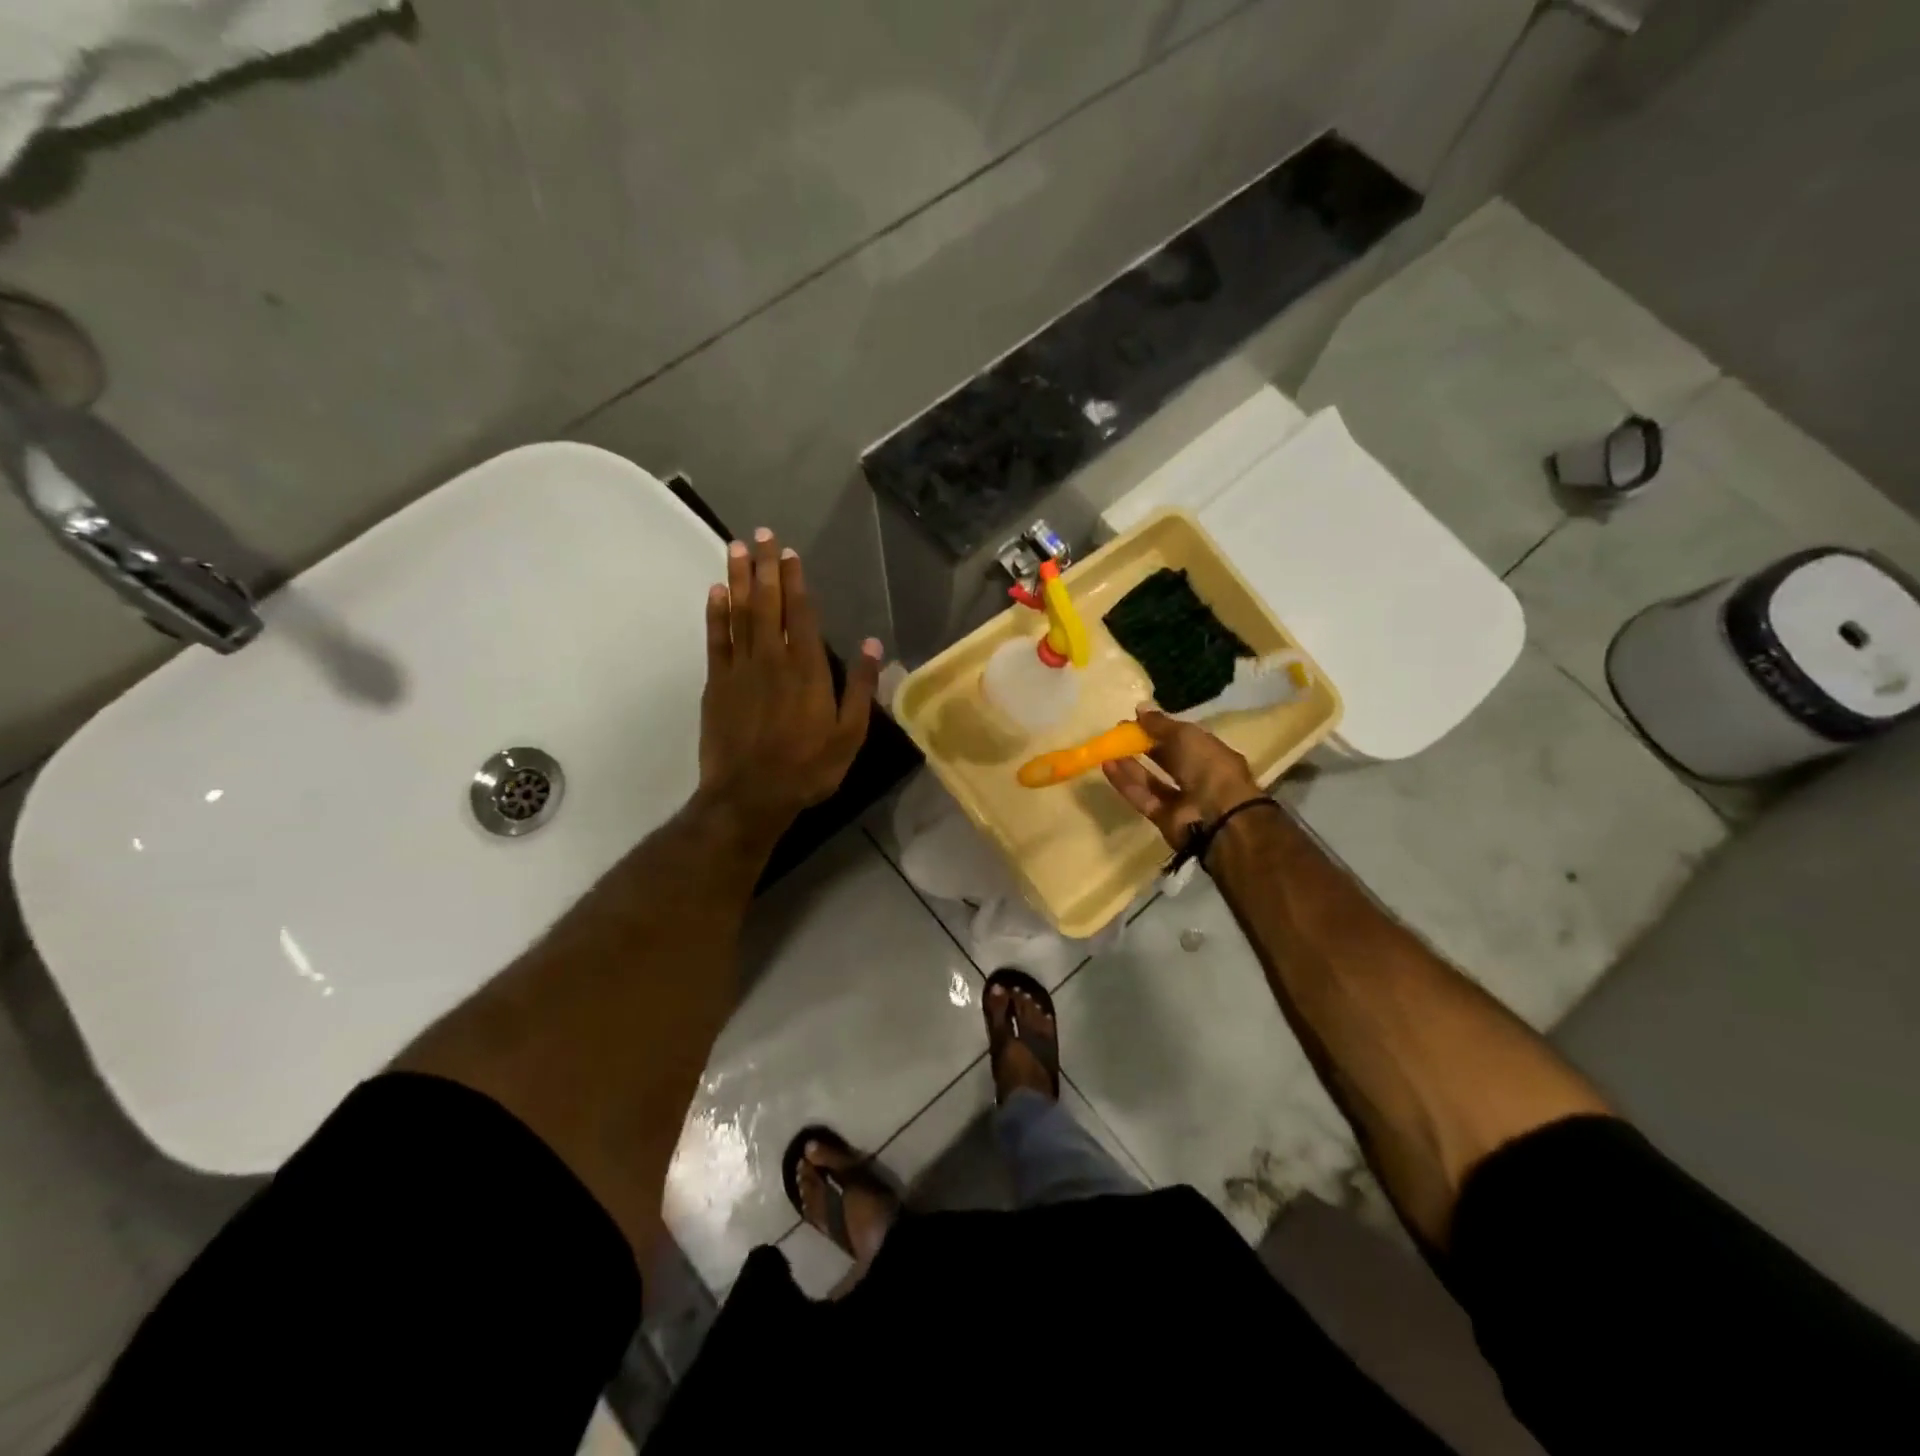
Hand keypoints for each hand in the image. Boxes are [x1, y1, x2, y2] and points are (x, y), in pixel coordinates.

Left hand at [698, 528, 880, 843]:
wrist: (750, 796)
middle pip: (767, 604)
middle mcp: (771, 659)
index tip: (789, 553)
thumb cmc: (808, 768)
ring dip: (738, 579)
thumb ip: (859, 687)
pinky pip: (716, 640)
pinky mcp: (717, 684)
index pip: (800, 614)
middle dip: (765, 567)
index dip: (795, 582)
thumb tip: (872, 644)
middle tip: (761, 534)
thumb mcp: (849, 735)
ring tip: (735, 548)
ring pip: (739, 614)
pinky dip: (715, 614)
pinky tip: (715, 592)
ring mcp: (740, 670)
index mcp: (806, 669)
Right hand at [1101, 709, 1263, 849]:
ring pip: (1151, 780)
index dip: (1161, 728)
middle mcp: (1198, 776)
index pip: (1184, 739)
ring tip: (1108, 748)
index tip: (1137, 719)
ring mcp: (1182, 800)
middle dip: (1144, 746)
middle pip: (1167, 759)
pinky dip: (1125, 783)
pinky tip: (1107, 766)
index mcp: (1211, 754)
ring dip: (1130, 764)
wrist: (1217, 817)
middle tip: (1119, 733)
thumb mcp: (1186, 736)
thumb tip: (1140, 708)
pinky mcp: (1164, 818)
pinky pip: (1142, 797)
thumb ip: (1160, 724)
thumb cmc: (1208, 767)